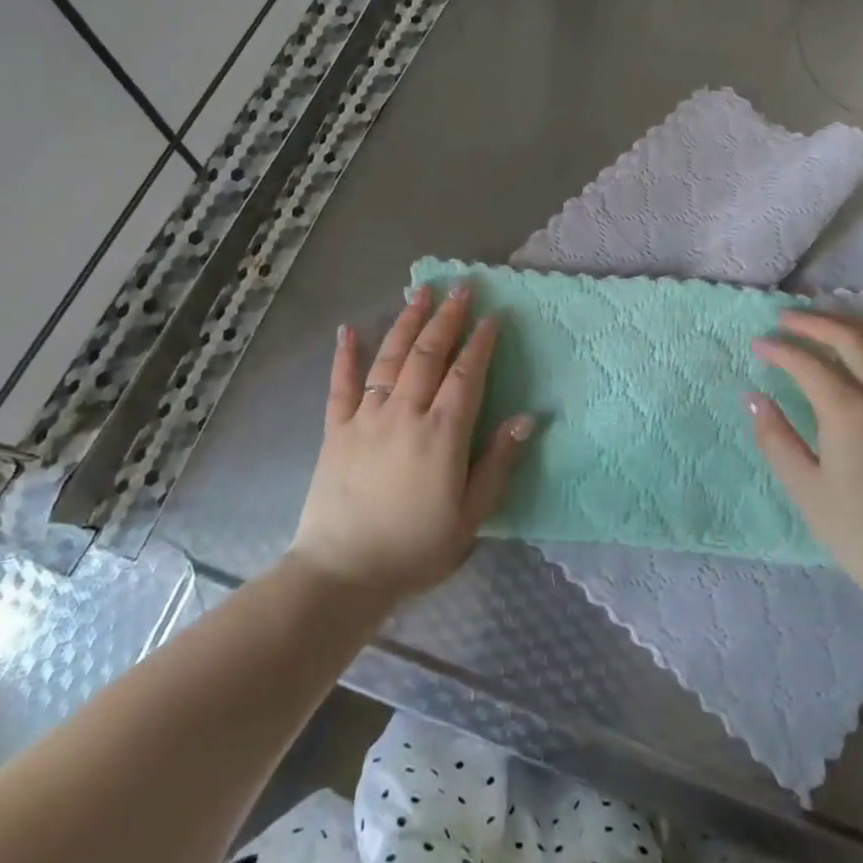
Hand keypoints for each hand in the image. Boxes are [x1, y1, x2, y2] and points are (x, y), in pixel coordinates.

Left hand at [290, 284, 532, 599]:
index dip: (481, 343)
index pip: (466, 375)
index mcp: (441, 434)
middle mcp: (405, 414)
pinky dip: (345, 354)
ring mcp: (366, 417)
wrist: (342, 573)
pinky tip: (349, 328)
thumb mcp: (471, 516)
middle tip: (462, 288)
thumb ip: (497, 463)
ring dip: (407, 322)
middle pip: (429, 355)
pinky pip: (341, 384)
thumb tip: (527, 418)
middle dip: (448, 318)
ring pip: (390, 358)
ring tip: (421, 293)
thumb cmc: (415, 548)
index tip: (493, 316)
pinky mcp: (335, 429)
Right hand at [749, 311, 862, 605]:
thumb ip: (776, 438)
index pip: (807, 364)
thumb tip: (753, 398)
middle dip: (813, 323)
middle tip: (786, 319)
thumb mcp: (805, 489)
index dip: (779, 349)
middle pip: (849, 338)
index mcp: (849, 412)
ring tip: (830, 321)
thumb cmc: (859, 533)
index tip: (758, 345)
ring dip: (855, 325)